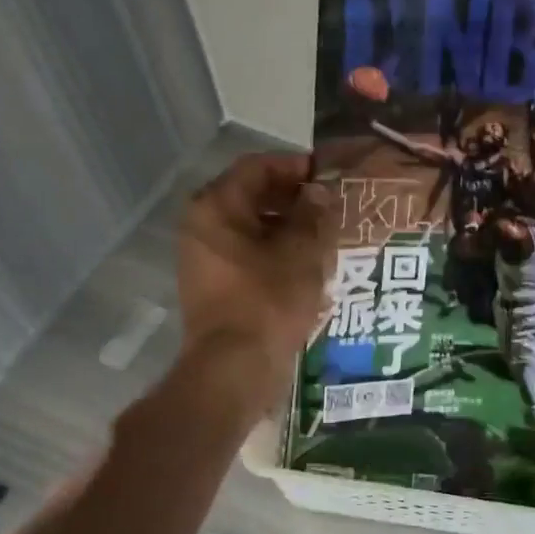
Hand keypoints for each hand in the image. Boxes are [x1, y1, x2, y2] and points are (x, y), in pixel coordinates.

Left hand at [178, 153, 333, 379]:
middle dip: (293, 197)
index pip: (257, 167)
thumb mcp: (301, 252)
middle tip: (331, 204)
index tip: (328, 174)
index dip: (295, 166)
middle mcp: (202, 225)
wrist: (235, 368)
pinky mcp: (215, 284)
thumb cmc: (268, 301)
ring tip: (326, 233)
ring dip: (288, 225)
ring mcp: (205, 257)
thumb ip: (312, 214)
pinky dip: (276, 250)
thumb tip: (318, 191)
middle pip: (251, 195)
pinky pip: (248, 253)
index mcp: (216, 207)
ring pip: (252, 226)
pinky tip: (308, 262)